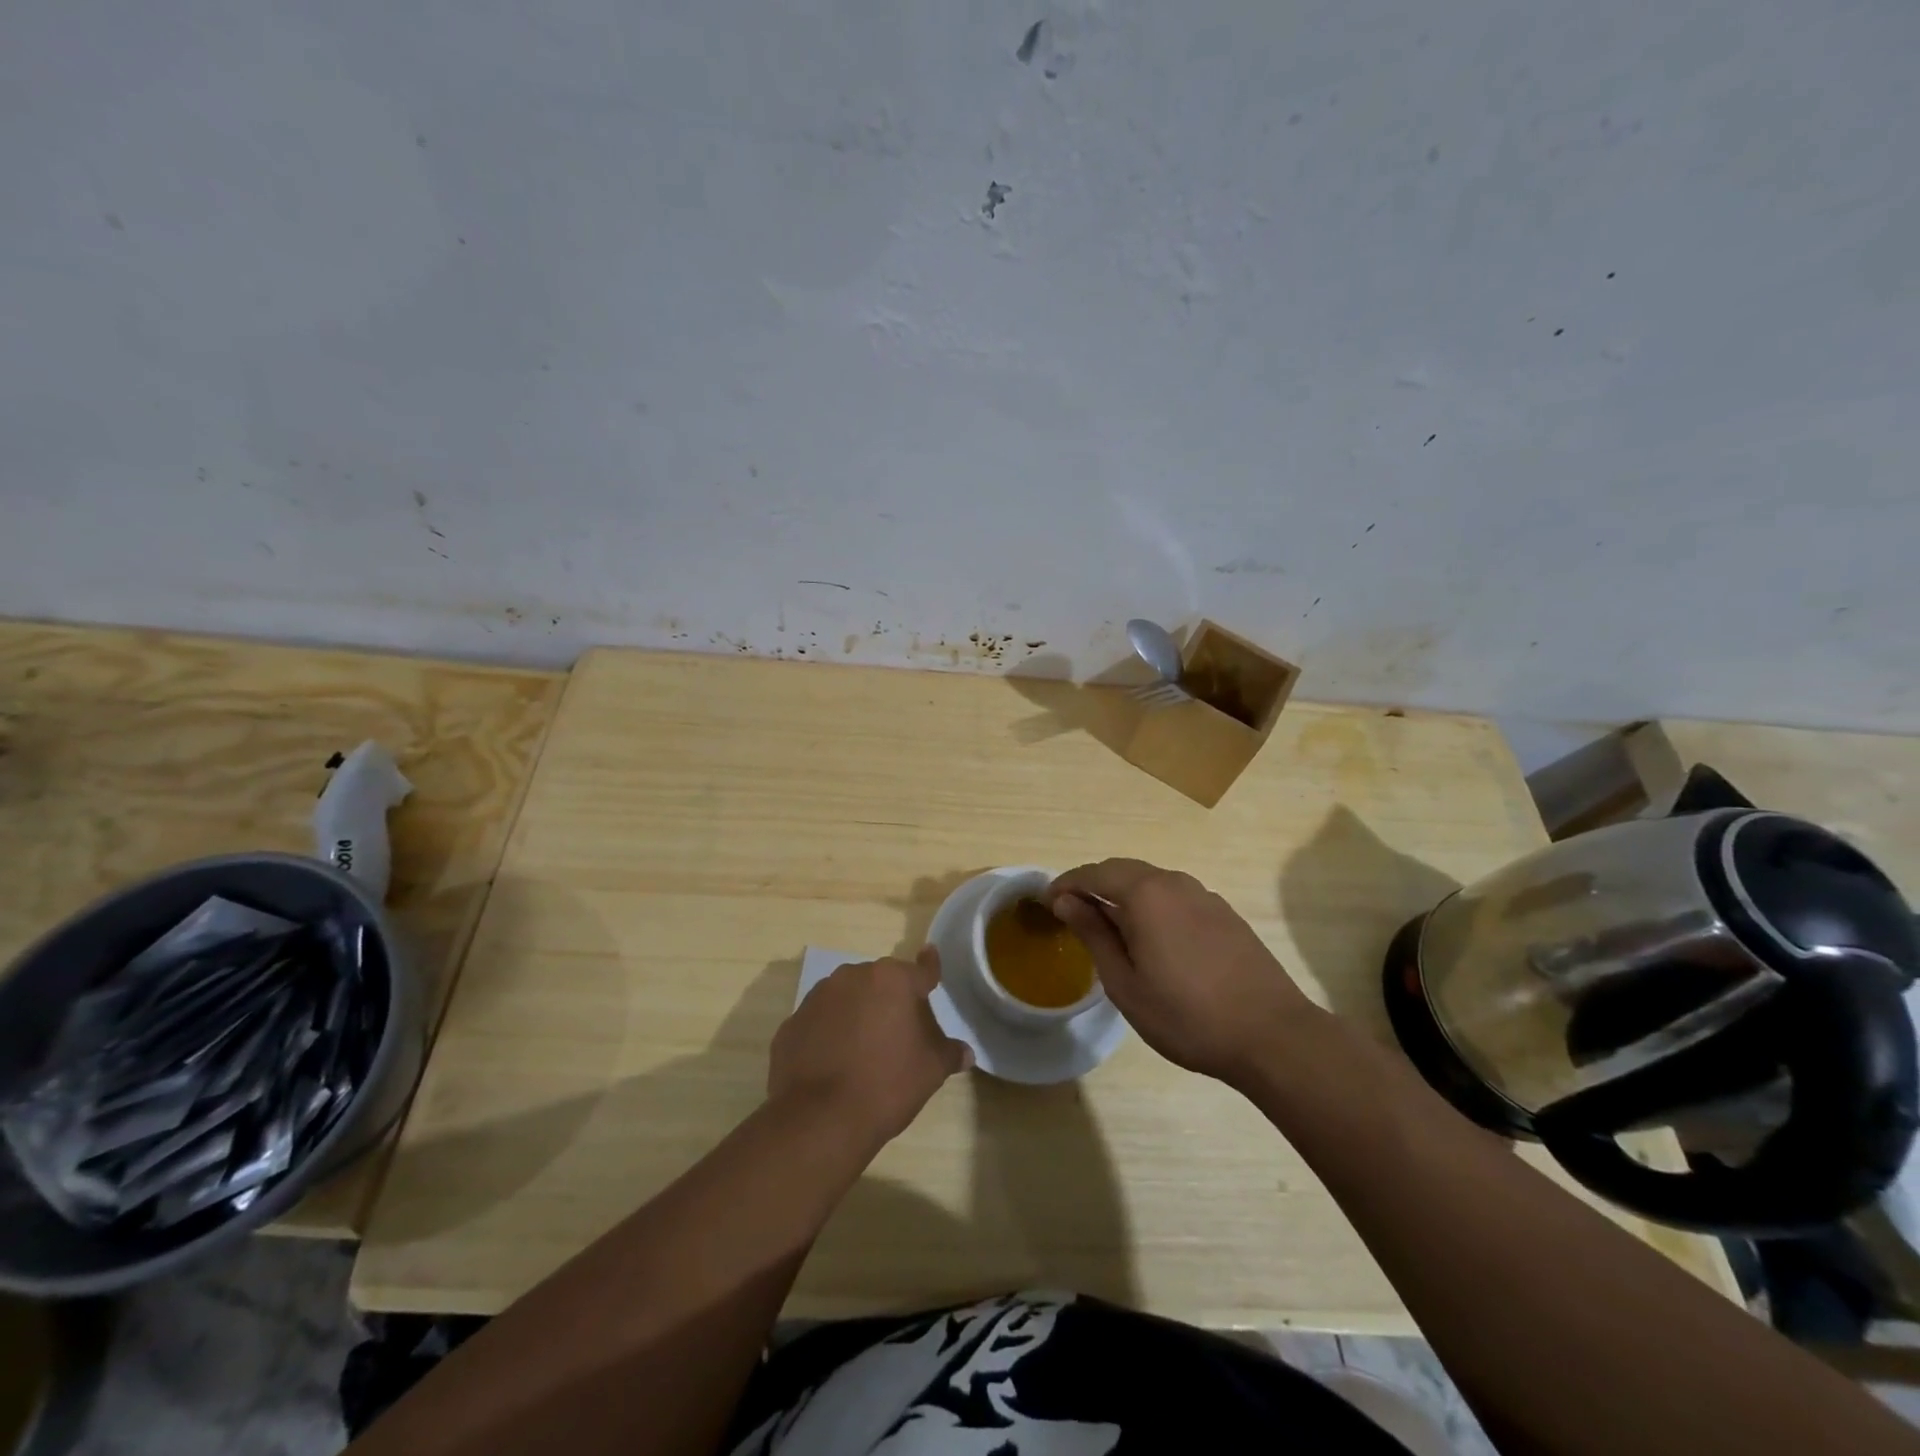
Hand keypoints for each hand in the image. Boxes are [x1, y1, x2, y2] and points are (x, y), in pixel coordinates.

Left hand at [768, 947, 972, 1149]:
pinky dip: (828, 1035)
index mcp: (891, 980)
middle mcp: (852, 977)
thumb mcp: (930, 1070)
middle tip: (899, 1033)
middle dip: (890, 1001)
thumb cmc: (886, 1084)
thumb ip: (949, 1053)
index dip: (929, 968)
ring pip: (846, 999)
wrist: (820, 1119)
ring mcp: (817, 998)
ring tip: (863, 1051)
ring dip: (856, 1014)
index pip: (920, 970)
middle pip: (880, 983)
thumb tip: (965, 1052)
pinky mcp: (791, 1024)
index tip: (930, 955)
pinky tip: (834, 1064)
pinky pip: (819, 1023)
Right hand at [1050, 859, 1319, 1087]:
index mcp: (1145, 894)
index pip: (1094, 874)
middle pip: (1123, 871)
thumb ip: (1094, 935)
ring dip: (1124, 896)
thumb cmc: (1187, 1015)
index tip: (1047, 902)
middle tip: (1072, 912)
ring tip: (1109, 927)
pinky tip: (1152, 938)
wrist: (1272, 1035)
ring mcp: (1204, 896)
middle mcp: (1174, 882)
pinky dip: (1152, 906)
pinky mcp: (1225, 913)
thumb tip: (1067, 901)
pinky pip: (1175, 897)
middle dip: (1093, 886)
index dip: (1066, 884)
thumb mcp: (1125, 983)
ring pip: (1151, 883)